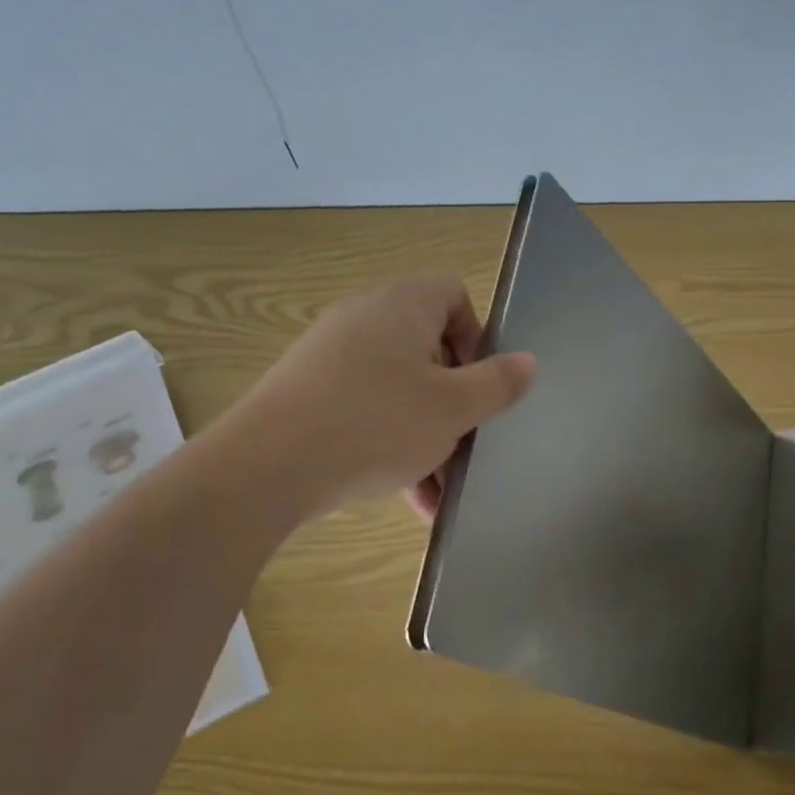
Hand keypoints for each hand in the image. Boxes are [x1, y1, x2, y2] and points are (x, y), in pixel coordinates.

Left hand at [221, 275, 534, 519]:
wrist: (267, 467)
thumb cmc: (377, 423)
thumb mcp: (453, 407)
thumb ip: (497, 383)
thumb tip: (527, 362)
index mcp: (402, 306)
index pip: (453, 293)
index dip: (477, 335)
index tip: (481, 383)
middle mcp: (363, 320)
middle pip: (427, 349)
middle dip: (454, 400)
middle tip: (466, 440)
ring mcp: (329, 358)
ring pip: (397, 391)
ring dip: (427, 436)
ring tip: (441, 489)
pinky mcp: (306, 395)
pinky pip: (364, 413)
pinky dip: (390, 446)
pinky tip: (408, 500)